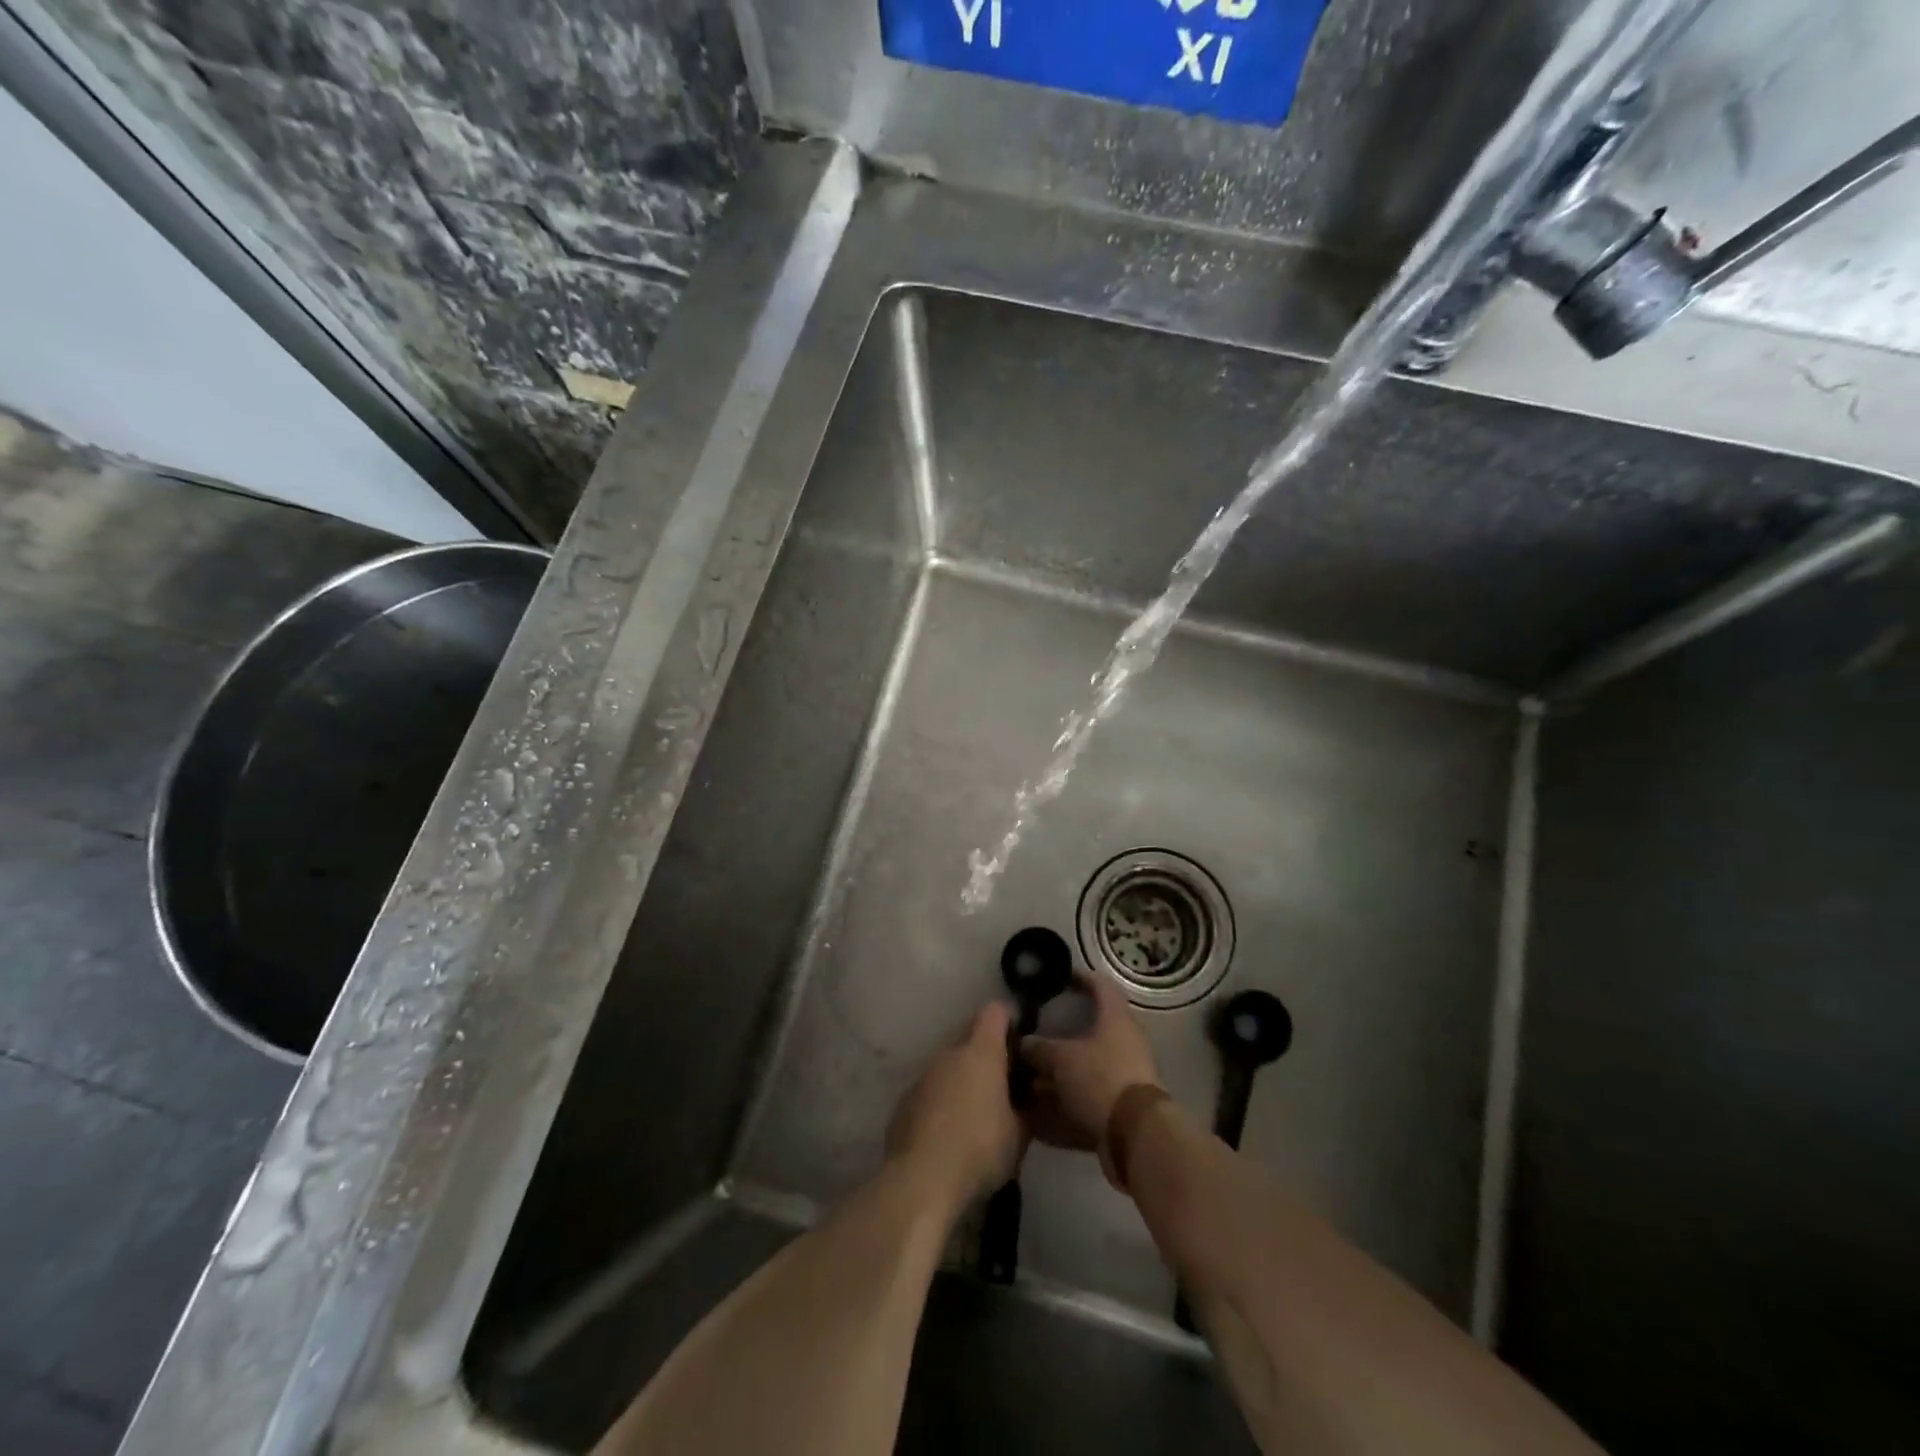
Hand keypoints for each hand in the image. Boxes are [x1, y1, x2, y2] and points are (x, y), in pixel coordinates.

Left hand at [887, 1003, 1025, 1212]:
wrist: (921, 1180)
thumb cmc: (979, 1150)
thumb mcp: (1019, 1135)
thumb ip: (1025, 1109)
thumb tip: (1025, 1100)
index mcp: (980, 1052)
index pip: (995, 1012)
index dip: (1009, 1019)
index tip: (1020, 1038)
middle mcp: (949, 1053)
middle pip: (970, 1035)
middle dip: (986, 1050)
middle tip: (1003, 1079)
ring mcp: (923, 1075)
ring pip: (949, 1063)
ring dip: (963, 1076)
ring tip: (976, 1108)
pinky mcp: (905, 1100)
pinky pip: (931, 1088)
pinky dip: (942, 1099)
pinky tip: (949, 1130)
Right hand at [1024, 974, 1164, 1174]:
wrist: (1136, 1136)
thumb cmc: (1100, 1079)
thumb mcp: (1061, 1060)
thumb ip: (1039, 1049)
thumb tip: (1023, 1043)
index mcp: (1117, 1019)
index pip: (1101, 986)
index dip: (1081, 978)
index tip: (1062, 977)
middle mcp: (1127, 1041)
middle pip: (1096, 1027)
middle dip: (1067, 1030)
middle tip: (1042, 1030)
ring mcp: (1129, 1073)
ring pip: (1093, 1062)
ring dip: (1067, 1067)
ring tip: (1037, 1072)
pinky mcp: (1126, 1104)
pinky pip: (1094, 1092)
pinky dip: (1072, 1096)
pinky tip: (1047, 1105)